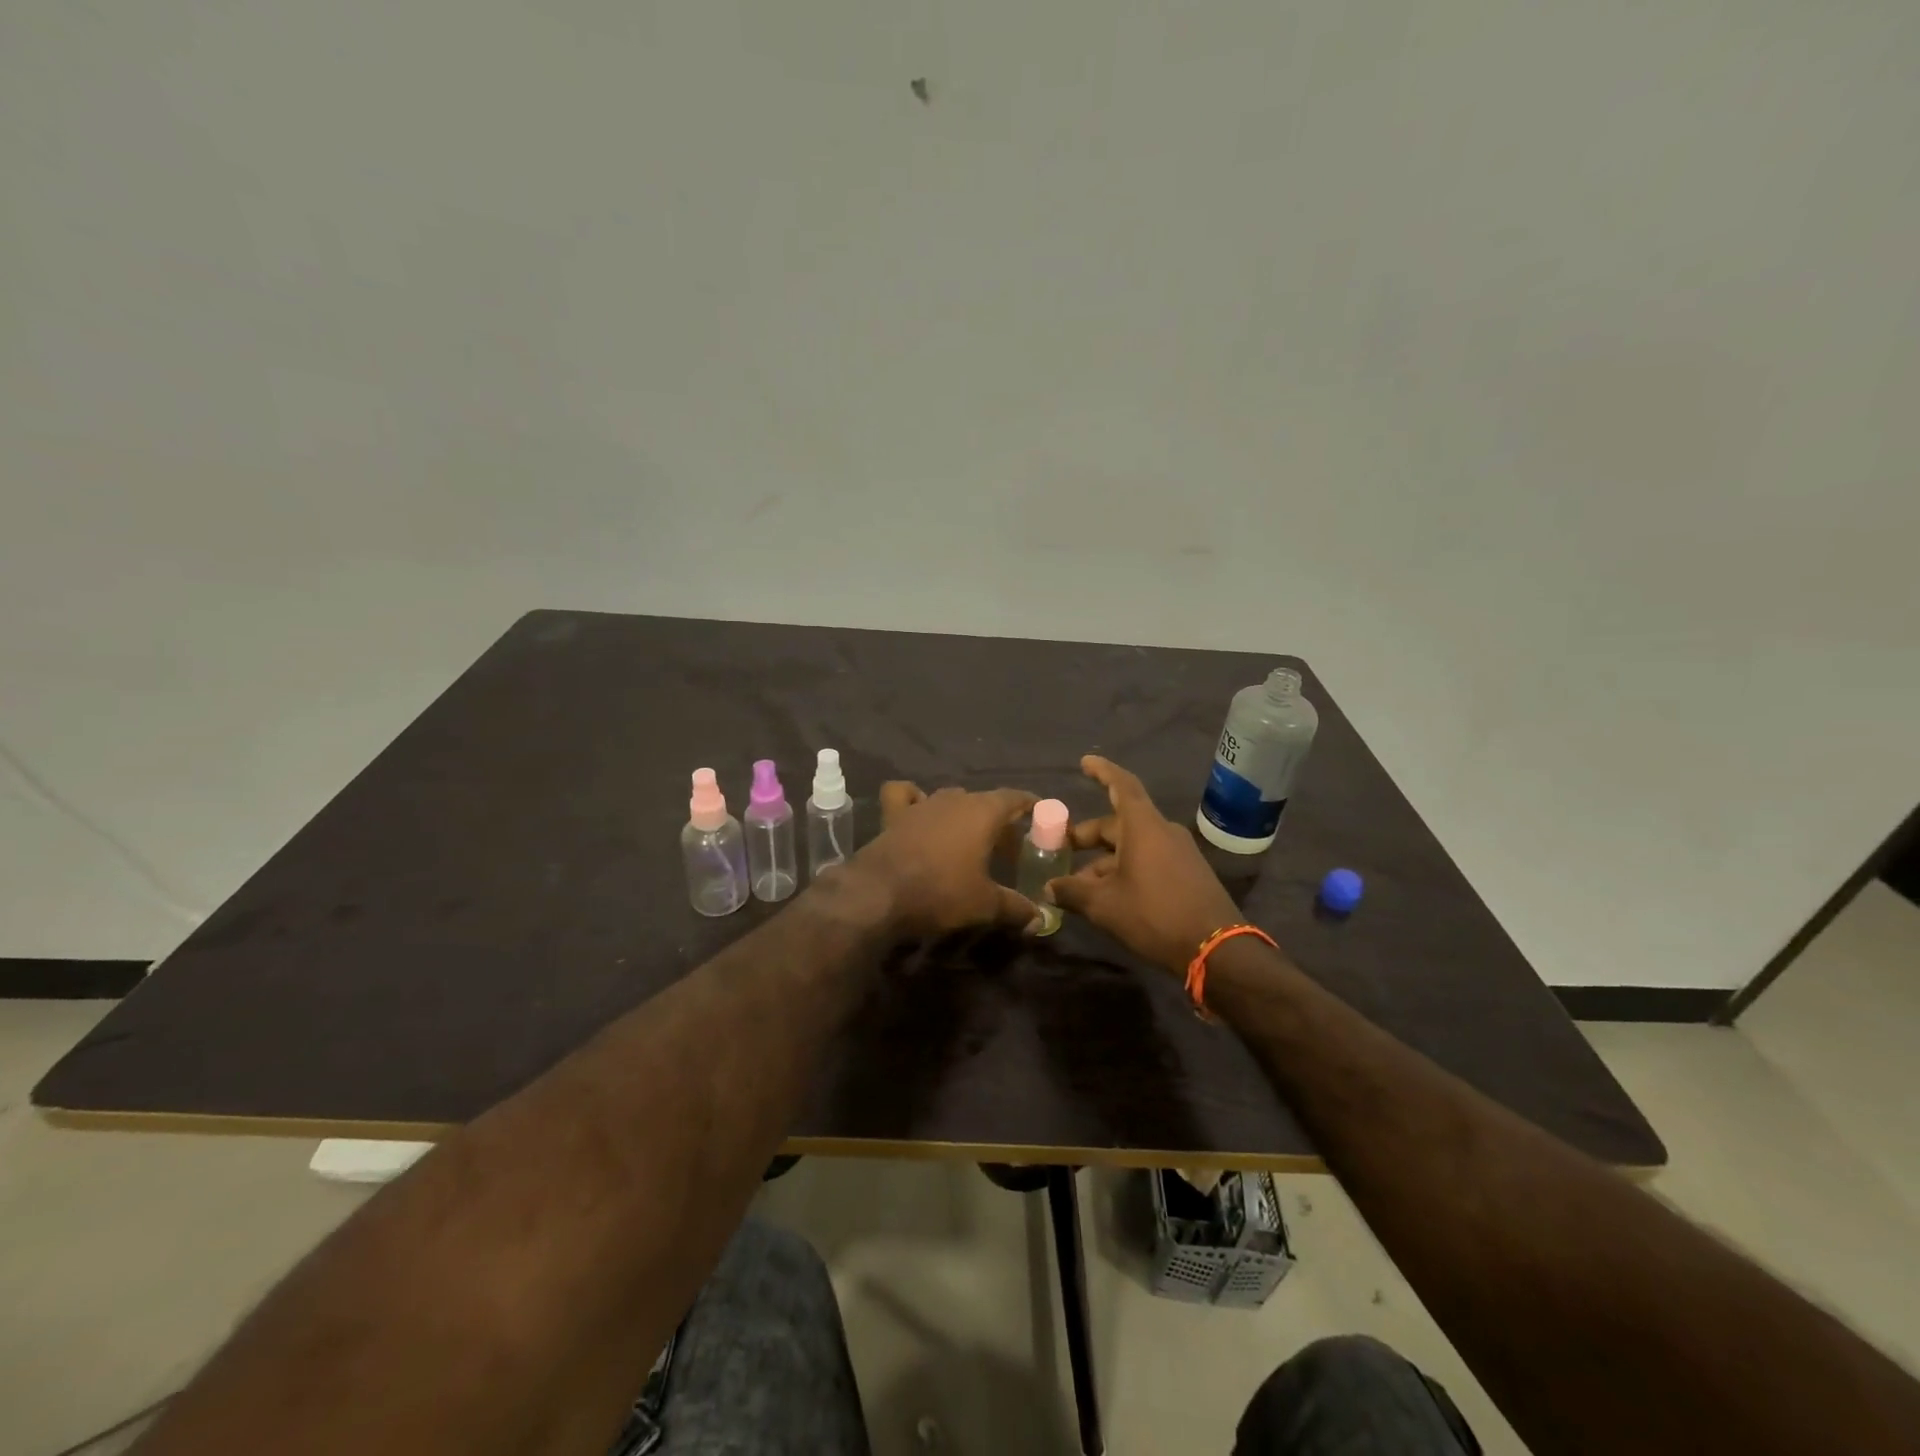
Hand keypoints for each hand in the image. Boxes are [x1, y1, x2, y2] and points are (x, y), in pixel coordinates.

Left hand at [846, 783, 1041, 937]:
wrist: (878, 894)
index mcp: (982, 811)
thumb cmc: (940, 892)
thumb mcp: (985, 905)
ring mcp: (921, 804)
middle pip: (984, 801)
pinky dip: (913, 798)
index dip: (1031, 806)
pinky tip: (919, 812)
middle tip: (1009, 847)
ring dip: (962, 813)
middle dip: (999, 820)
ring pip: (949, 798)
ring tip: (969, 838)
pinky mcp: (893, 815)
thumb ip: (1016, 908)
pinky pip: (905, 795)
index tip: (1042, 816)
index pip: (1015, 797)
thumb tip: (1040, 920)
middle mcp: (953, 799)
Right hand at [1045, 755, 1242, 973]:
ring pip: (1132, 846)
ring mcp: (1179, 853)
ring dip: (1104, 860)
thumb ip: (1072, 892)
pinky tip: (1107, 896)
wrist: (1216, 949)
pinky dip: (1125, 870)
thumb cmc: (1155, 915)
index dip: (1102, 772)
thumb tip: (1049, 888)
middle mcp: (1163, 832)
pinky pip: (1149, 860)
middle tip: (1062, 848)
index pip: (1121, 785)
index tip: (1085, 762)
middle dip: (1089, 835)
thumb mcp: (1104, 905)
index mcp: (1143, 827)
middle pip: (1119, 823)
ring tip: (1078, 885)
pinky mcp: (1188, 874)